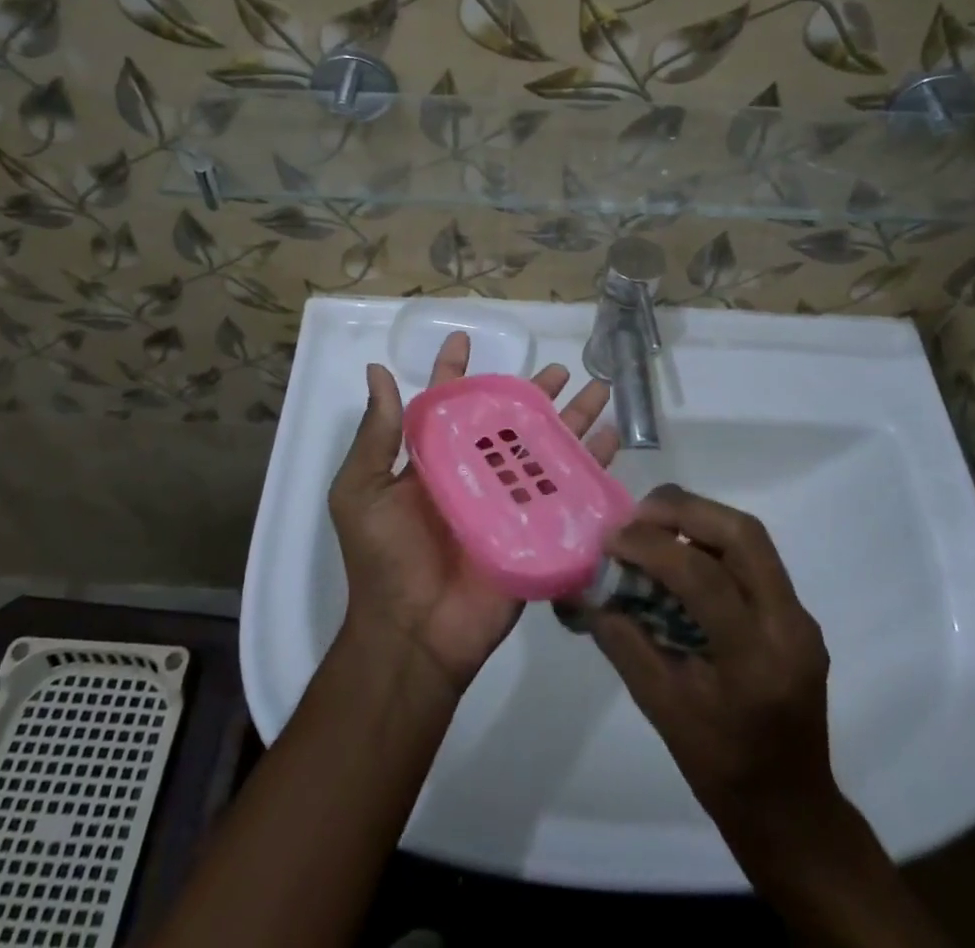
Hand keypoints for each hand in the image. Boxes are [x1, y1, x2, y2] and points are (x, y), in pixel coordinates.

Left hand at [328, 331, 617, 695]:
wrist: (413, 635)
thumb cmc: (383, 557)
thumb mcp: (362, 490)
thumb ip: (377, 434)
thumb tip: (377, 370)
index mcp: (434, 461)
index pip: (448, 404)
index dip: (456, 371)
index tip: (465, 339)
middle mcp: (474, 473)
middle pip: (510, 422)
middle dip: (534, 393)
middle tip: (560, 369)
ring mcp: (509, 502)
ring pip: (546, 449)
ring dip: (574, 420)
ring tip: (599, 391)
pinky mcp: (536, 531)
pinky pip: (568, 491)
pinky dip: (592, 465)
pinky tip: (612, 440)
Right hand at [589, 486, 853, 888]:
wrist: (792, 811)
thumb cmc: (721, 769)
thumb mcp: (661, 709)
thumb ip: (623, 642)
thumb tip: (585, 591)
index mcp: (756, 660)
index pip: (704, 577)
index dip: (652, 547)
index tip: (610, 540)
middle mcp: (789, 626)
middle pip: (742, 534)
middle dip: (683, 509)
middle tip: (635, 516)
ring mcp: (800, 617)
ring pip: (750, 537)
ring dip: (698, 519)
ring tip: (651, 526)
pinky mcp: (796, 614)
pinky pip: (752, 558)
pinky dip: (711, 543)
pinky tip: (679, 556)